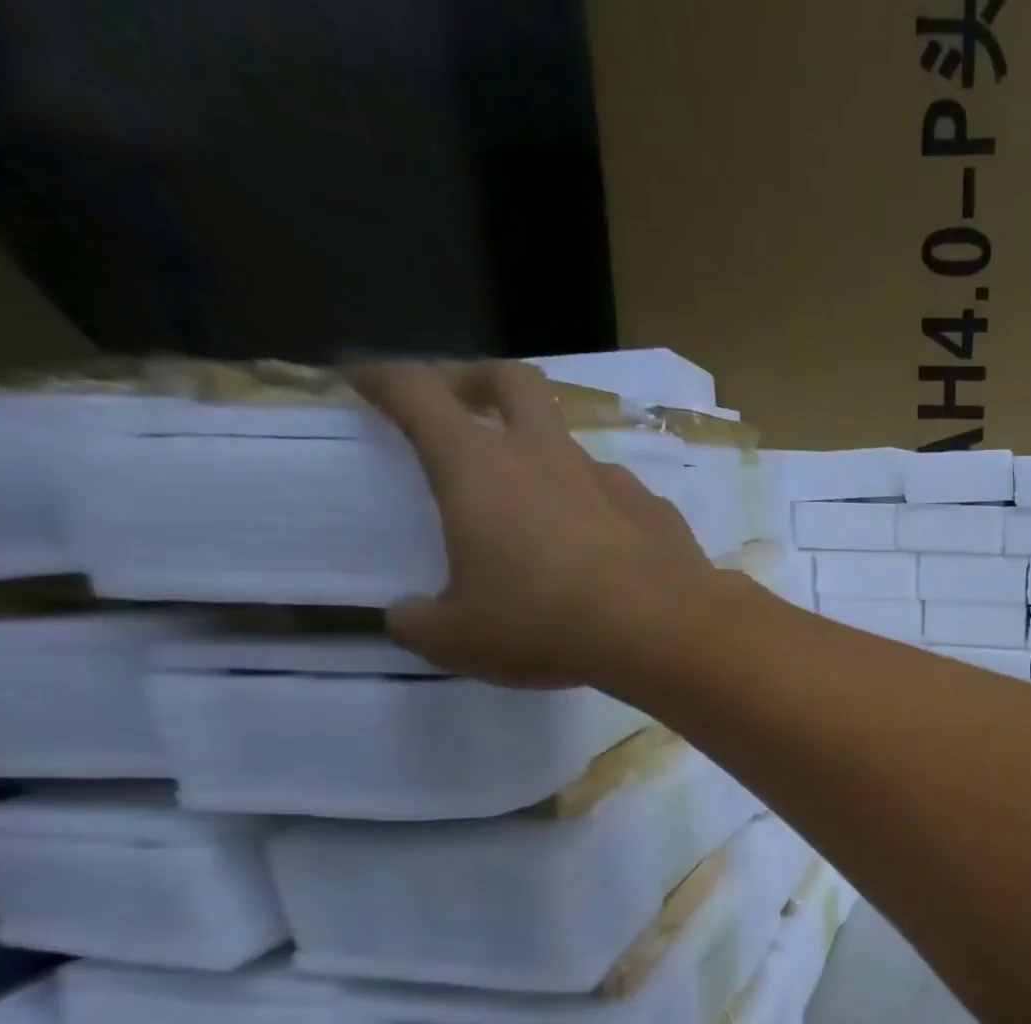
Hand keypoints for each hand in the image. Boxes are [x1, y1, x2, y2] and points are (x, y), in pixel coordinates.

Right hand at [350, 360, 716, 689]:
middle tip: (467, 405)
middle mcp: (549, 458)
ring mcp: (614, 482)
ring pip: (575, 446)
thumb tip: (407, 618)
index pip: (418, 393)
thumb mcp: (459, 638)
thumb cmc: (547, 625)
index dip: (384, 378)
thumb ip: (420, 623)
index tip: (365, 380)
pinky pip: (624, 498)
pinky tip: (609, 549)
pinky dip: (607, 511)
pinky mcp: (661, 513)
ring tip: (545, 511)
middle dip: (481, 381)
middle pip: (514, 382)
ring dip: (552, 461)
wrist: (665, 631)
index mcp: (480, 469)